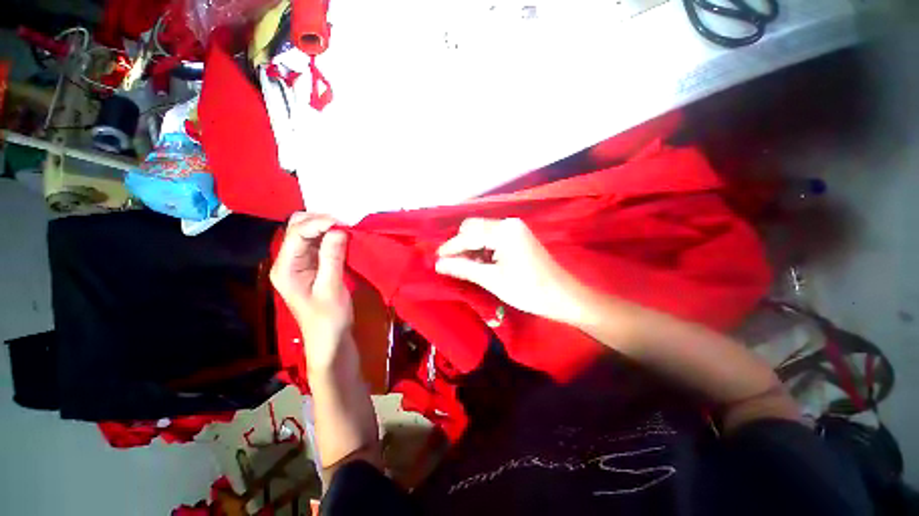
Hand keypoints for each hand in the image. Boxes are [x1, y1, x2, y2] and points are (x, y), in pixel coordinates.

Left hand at [270, 212, 351, 371]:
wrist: (330, 338)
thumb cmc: (328, 318)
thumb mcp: (331, 287)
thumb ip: (332, 257)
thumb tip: (339, 229)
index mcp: (285, 268)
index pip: (297, 234)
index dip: (319, 223)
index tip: (344, 221)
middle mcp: (288, 261)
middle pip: (297, 228)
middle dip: (320, 220)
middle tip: (345, 222)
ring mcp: (300, 262)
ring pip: (309, 233)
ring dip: (327, 227)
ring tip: (347, 226)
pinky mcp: (312, 265)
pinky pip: (319, 243)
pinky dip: (331, 236)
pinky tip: (344, 235)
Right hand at [435, 218, 586, 324]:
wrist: (562, 296)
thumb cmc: (528, 290)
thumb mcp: (492, 279)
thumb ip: (463, 268)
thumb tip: (438, 264)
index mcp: (503, 230)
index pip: (468, 235)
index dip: (450, 247)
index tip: (435, 259)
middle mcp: (508, 223)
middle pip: (473, 228)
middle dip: (460, 245)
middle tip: (450, 265)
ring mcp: (514, 229)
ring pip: (482, 233)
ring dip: (470, 248)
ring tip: (463, 267)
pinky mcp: (517, 237)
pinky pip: (492, 238)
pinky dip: (482, 249)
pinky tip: (478, 264)